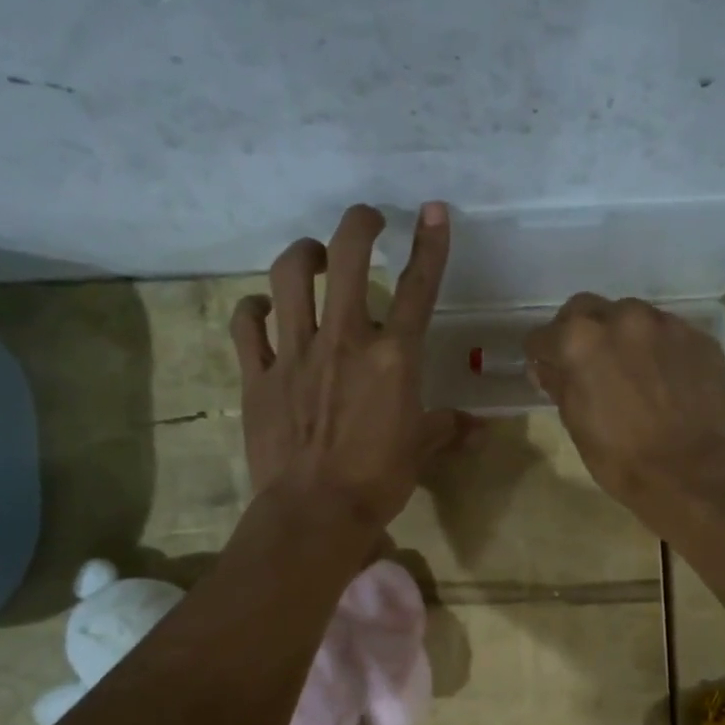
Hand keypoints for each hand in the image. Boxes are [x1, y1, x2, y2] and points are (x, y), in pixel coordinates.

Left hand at [232, 203, 463, 532]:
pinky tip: (262, 309)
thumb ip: (447, 429)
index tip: (433, 211)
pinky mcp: (257, 375)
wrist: (314, 512)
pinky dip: (253, 309)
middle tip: (367, 220)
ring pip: (289, 278)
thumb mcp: (421, 451)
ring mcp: (295, 353)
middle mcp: (344, 340)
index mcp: (392, 357)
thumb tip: (479, 428)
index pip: (418, 288)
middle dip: (359, 225)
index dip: (430, 245)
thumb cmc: (377, 481)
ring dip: (303, 255)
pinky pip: (246, 325)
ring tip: (314, 257)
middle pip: (347, 259)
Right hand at [523, 295, 724, 525]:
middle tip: (586, 360)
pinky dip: (658, 348)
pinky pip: (667, 332)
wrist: (688, 470)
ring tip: (630, 366)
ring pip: (630, 314)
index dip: (542, 355)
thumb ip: (558, 383)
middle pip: (585, 309)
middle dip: (579, 329)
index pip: (543, 336)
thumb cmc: (619, 456)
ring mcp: (664, 323)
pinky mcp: (698, 336)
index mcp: (580, 339)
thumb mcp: (575, 422)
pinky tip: (663, 376)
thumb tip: (546, 367)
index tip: (547, 369)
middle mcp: (621, 318)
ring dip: (622, 334)